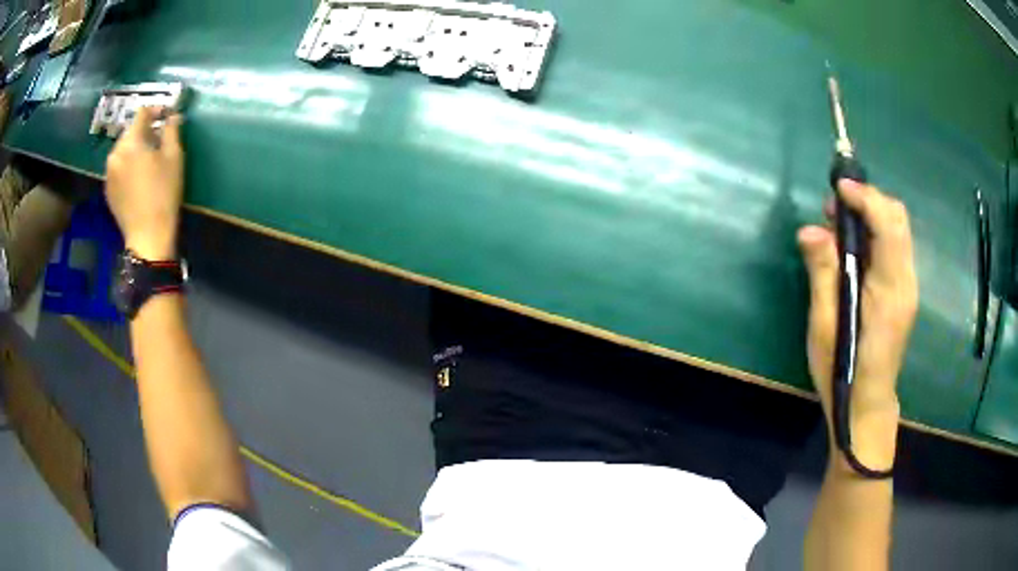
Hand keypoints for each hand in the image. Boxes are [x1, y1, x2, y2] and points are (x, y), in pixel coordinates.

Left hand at [105, 107, 183, 259]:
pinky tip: (138, 175)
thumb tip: (172, 116)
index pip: (142, 113)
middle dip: (145, 130)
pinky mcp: (108, 190)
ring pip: (123, 149)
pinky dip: (128, 164)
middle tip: (159, 138)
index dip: (156, 109)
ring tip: (148, 157)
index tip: (168, 114)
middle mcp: (115, 153)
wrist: (147, 236)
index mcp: (131, 141)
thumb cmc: (163, 193)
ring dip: (135, 147)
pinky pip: (118, 167)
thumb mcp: (174, 157)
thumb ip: (172, 130)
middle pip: (130, 131)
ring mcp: (109, 173)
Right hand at [798, 180, 917, 468]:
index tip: (838, 188)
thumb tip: (810, 230)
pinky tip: (852, 246)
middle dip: (868, 199)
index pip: (888, 225)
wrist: (867, 404)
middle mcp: (906, 280)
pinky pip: (894, 244)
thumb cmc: (841, 370)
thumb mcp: (824, 325)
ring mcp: (907, 285)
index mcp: (890, 290)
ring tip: (838, 225)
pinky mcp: (903, 289)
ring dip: (870, 213)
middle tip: (834, 208)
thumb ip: (822, 273)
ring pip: (897, 227)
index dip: (865, 197)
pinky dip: (874, 231)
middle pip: (898, 218)